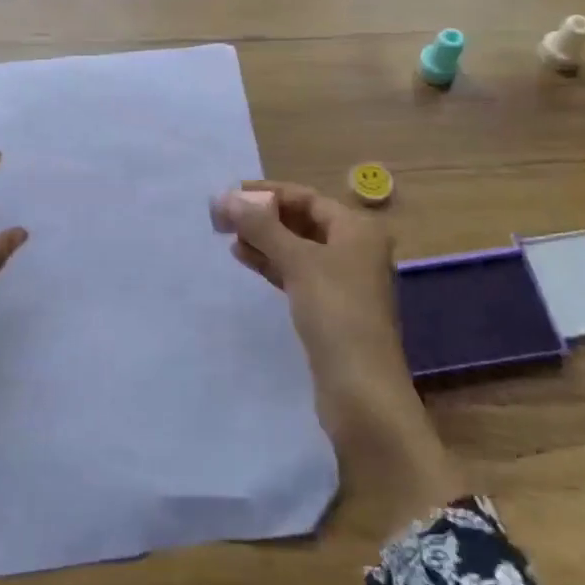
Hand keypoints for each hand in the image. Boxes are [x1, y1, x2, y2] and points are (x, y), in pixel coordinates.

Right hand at [216, 182, 463, 534]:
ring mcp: (344, 280)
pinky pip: (297, 273)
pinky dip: (273, 263)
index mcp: (357, 229)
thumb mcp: (297, 262)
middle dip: (264, 216)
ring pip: (298, 248)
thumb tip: (223, 197)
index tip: (230, 195)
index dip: (267, 193)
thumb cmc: (336, 314)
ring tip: (228, 237)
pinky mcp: (331, 308)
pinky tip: (246, 259)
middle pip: (302, 221)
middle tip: (223, 217)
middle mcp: (355, 249)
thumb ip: (260, 226)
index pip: (306, 197)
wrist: (361, 391)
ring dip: (265, 239)